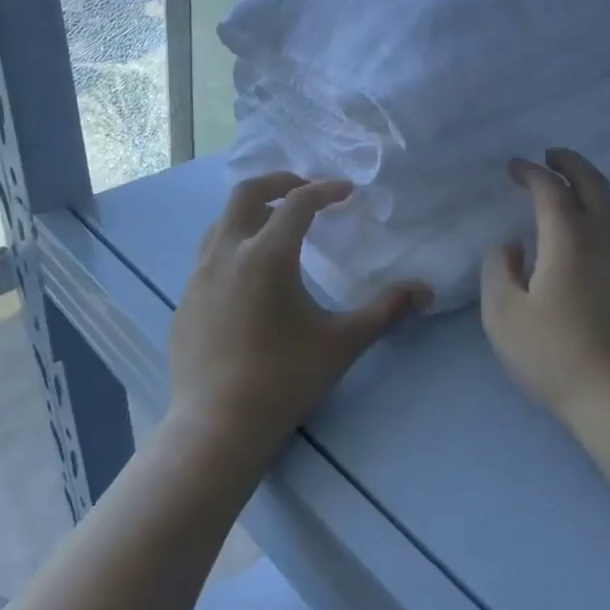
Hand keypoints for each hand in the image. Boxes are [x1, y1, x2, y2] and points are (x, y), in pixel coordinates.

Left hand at [166, 173, 424, 466]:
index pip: (298, 203)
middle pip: (247, 193)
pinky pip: (209, 253)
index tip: (346, 192)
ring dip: (253, 211)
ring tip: (278, 225)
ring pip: (223, 221)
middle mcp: (228, 253)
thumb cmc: (284, 380)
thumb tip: (424, 291)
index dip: (326, 190)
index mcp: (267, 255)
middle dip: (280, 181)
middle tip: (306, 189)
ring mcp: (198, 275)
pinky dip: (234, 243)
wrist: (217, 428)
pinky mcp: (185, 298)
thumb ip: (385, 311)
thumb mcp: (342, 343)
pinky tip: (250, 274)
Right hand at [480, 149, 609, 427]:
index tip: (514, 167)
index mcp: (569, 239)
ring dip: (586, 190)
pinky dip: (596, 218)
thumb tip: (510, 247)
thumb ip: (498, 270)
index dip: (530, 172)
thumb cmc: (556, 355)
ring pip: (609, 209)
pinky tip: (580, 242)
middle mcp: (604, 238)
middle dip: (570, 162)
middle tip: (550, 156)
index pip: (550, 189)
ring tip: (562, 196)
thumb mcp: (504, 315)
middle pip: (593, 183)